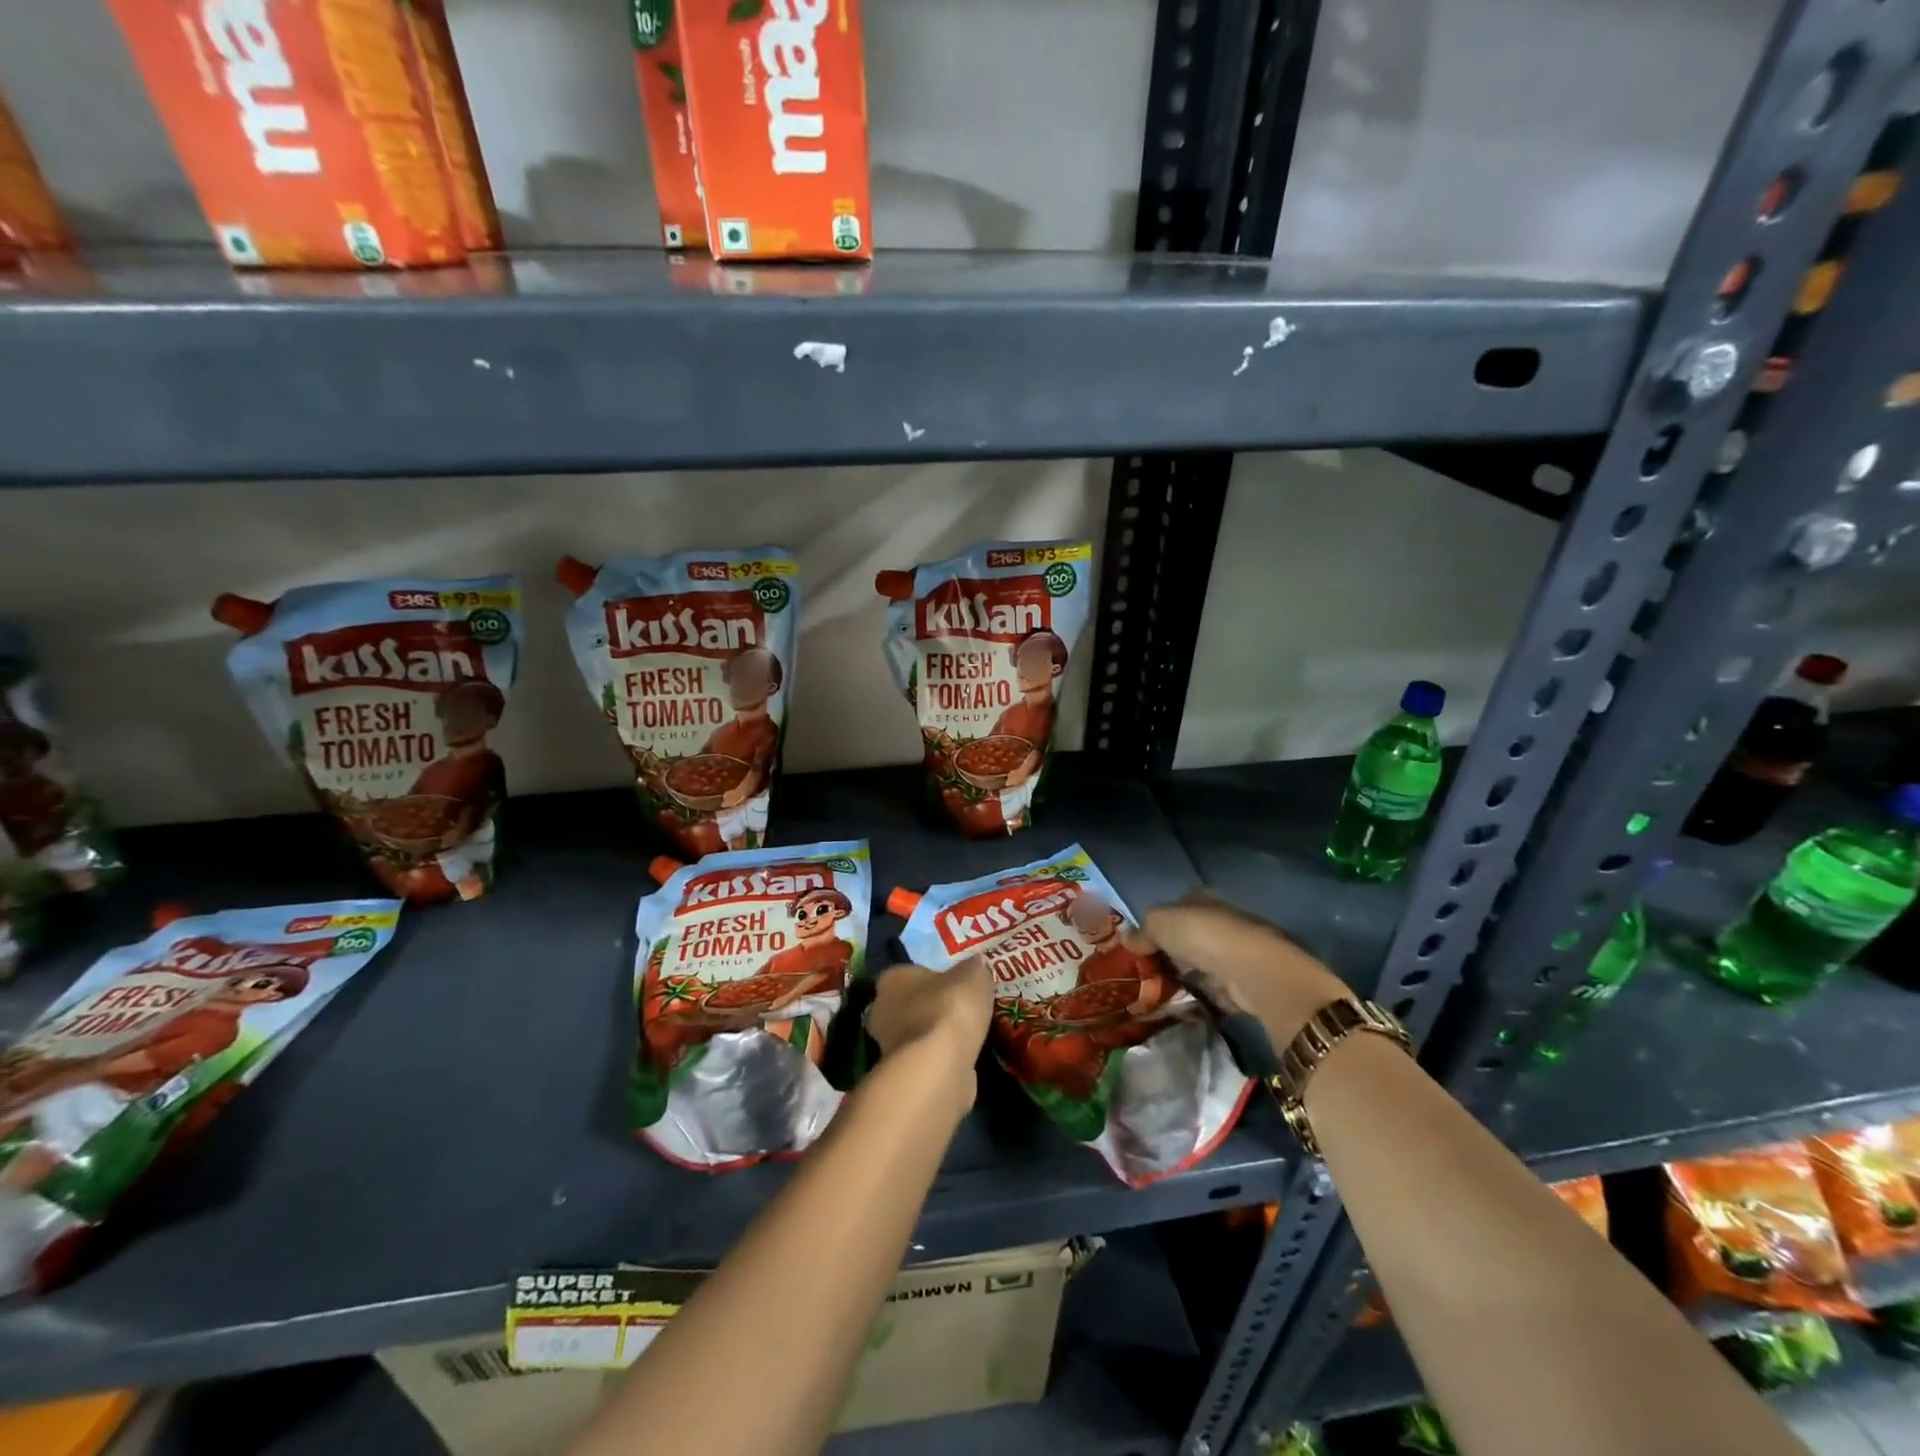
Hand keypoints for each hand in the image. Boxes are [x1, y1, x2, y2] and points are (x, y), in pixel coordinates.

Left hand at [867, 957, 991, 1115]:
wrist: (939, 1066)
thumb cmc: (950, 1008)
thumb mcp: (974, 975)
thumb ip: (973, 969)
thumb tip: (976, 964)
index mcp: (892, 979)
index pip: (908, 974)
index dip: (930, 979)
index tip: (952, 985)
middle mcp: (882, 1010)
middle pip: (907, 1005)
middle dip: (928, 1009)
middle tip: (959, 1011)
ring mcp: (888, 1047)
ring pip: (914, 1035)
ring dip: (933, 1037)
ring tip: (964, 1037)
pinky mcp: (901, 1076)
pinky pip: (923, 1060)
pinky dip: (939, 1060)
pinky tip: (960, 1060)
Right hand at [1145, 892, 1348, 1046]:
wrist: (1249, 969)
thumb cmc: (1201, 935)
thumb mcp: (1159, 923)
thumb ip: (1143, 931)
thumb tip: (1127, 939)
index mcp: (1203, 899)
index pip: (1177, 909)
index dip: (1159, 926)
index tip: (1141, 947)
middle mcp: (1222, 922)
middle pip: (1191, 939)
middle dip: (1173, 955)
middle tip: (1148, 974)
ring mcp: (1236, 953)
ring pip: (1204, 965)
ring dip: (1189, 978)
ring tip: (1161, 995)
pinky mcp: (1246, 983)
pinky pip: (1217, 991)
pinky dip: (1204, 998)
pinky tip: (1186, 1007)